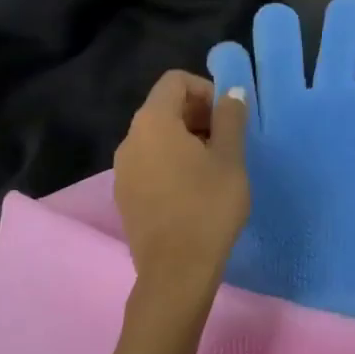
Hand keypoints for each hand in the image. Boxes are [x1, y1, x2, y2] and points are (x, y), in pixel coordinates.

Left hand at [114, 71, 249, 305]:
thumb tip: (231, 93)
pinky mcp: (125, 194)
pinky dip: (171, 161)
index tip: (228, 115)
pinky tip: (195, 188)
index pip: (175, 81)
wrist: (176, 272)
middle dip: (198, 114)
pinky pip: (149, 161)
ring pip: (156, 136)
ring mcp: (123, 169)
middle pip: (164, 107)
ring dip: (186, 138)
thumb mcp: (230, 158)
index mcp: (153, 122)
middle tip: (228, 139)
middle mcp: (130, 139)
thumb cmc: (208, 207)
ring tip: (215, 165)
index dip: (205, 89)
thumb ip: (230, 118)